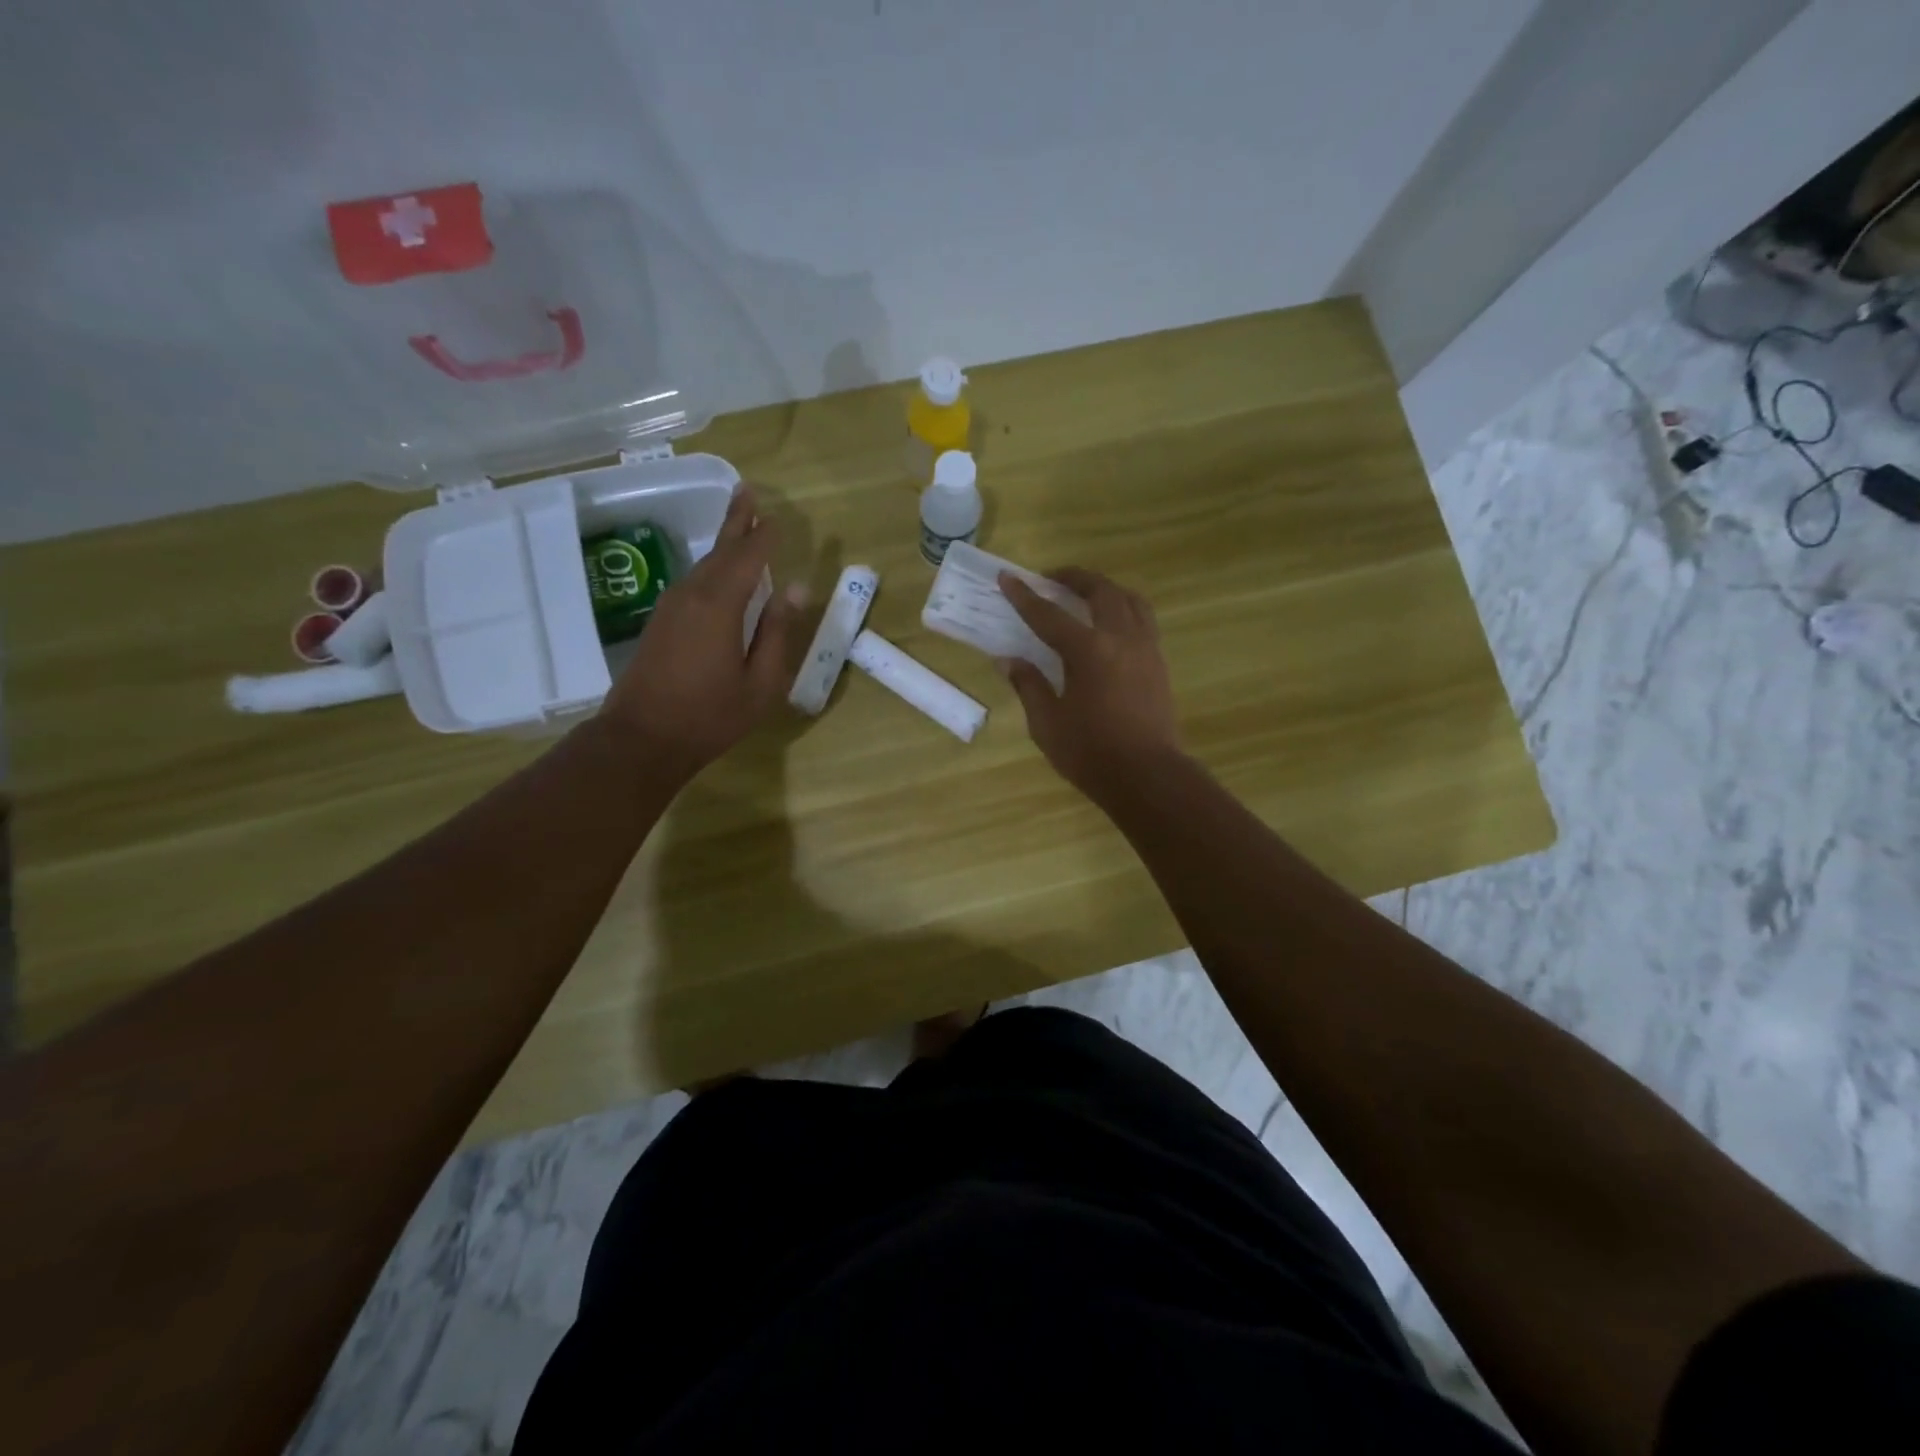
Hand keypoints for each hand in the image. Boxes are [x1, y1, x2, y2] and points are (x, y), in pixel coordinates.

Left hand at [599, 488, 794, 777]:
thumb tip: (796, 589)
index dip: (764, 536)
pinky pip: (693, 582)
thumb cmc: (711, 715)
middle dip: (737, 521)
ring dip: (723, 543)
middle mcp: (693, 595)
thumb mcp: (761, 682)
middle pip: (720, 550)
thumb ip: (778, 632)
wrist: (642, 738)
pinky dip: (712, 568)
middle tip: (748, 492)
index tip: (777, 517)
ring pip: (704, 565)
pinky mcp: (661, 622)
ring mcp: (672, 607)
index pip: (748, 558)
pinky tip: (719, 574)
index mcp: (721, 606)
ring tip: (740, 525)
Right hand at [999, 568, 1181, 801]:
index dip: (1025, 596)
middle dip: (1073, 578)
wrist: (1146, 776)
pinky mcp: (1159, 663)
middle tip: (1051, 579)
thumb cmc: (1090, 752)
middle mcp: (1120, 638)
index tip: (1007, 577)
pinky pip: (1143, 620)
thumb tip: (1008, 660)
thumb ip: (1029, 685)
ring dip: (1105, 588)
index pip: (1048, 615)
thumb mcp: (1047, 723)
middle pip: (1099, 591)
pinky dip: (1124, 609)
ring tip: (1087, 594)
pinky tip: (1112, 625)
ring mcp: (1145, 648)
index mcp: (1088, 651)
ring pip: (1129, 600)